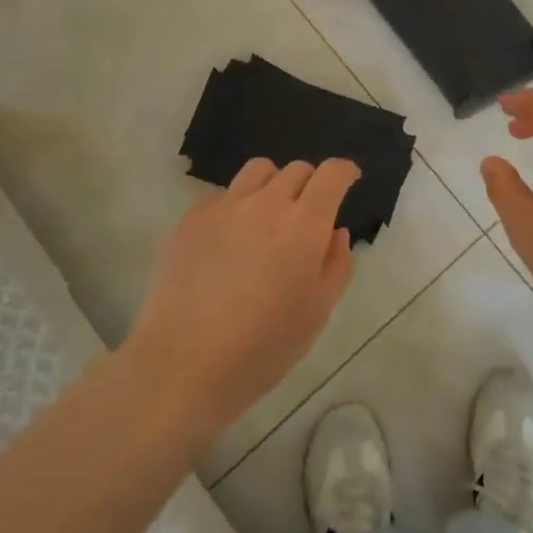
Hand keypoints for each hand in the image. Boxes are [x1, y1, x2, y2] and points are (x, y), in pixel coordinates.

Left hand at [123, 158, 357, 443]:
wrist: (184, 364)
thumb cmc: (263, 346)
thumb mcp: (318, 312)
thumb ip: (336, 265)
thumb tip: (335, 232)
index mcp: (304, 225)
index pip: (331, 174)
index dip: (344, 171)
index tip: (348, 180)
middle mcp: (267, 203)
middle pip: (297, 169)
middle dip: (311, 184)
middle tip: (307, 215)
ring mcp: (226, 206)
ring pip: (259, 170)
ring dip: (274, 185)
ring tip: (268, 216)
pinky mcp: (193, 217)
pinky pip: (224, 194)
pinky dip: (238, 205)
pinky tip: (230, 240)